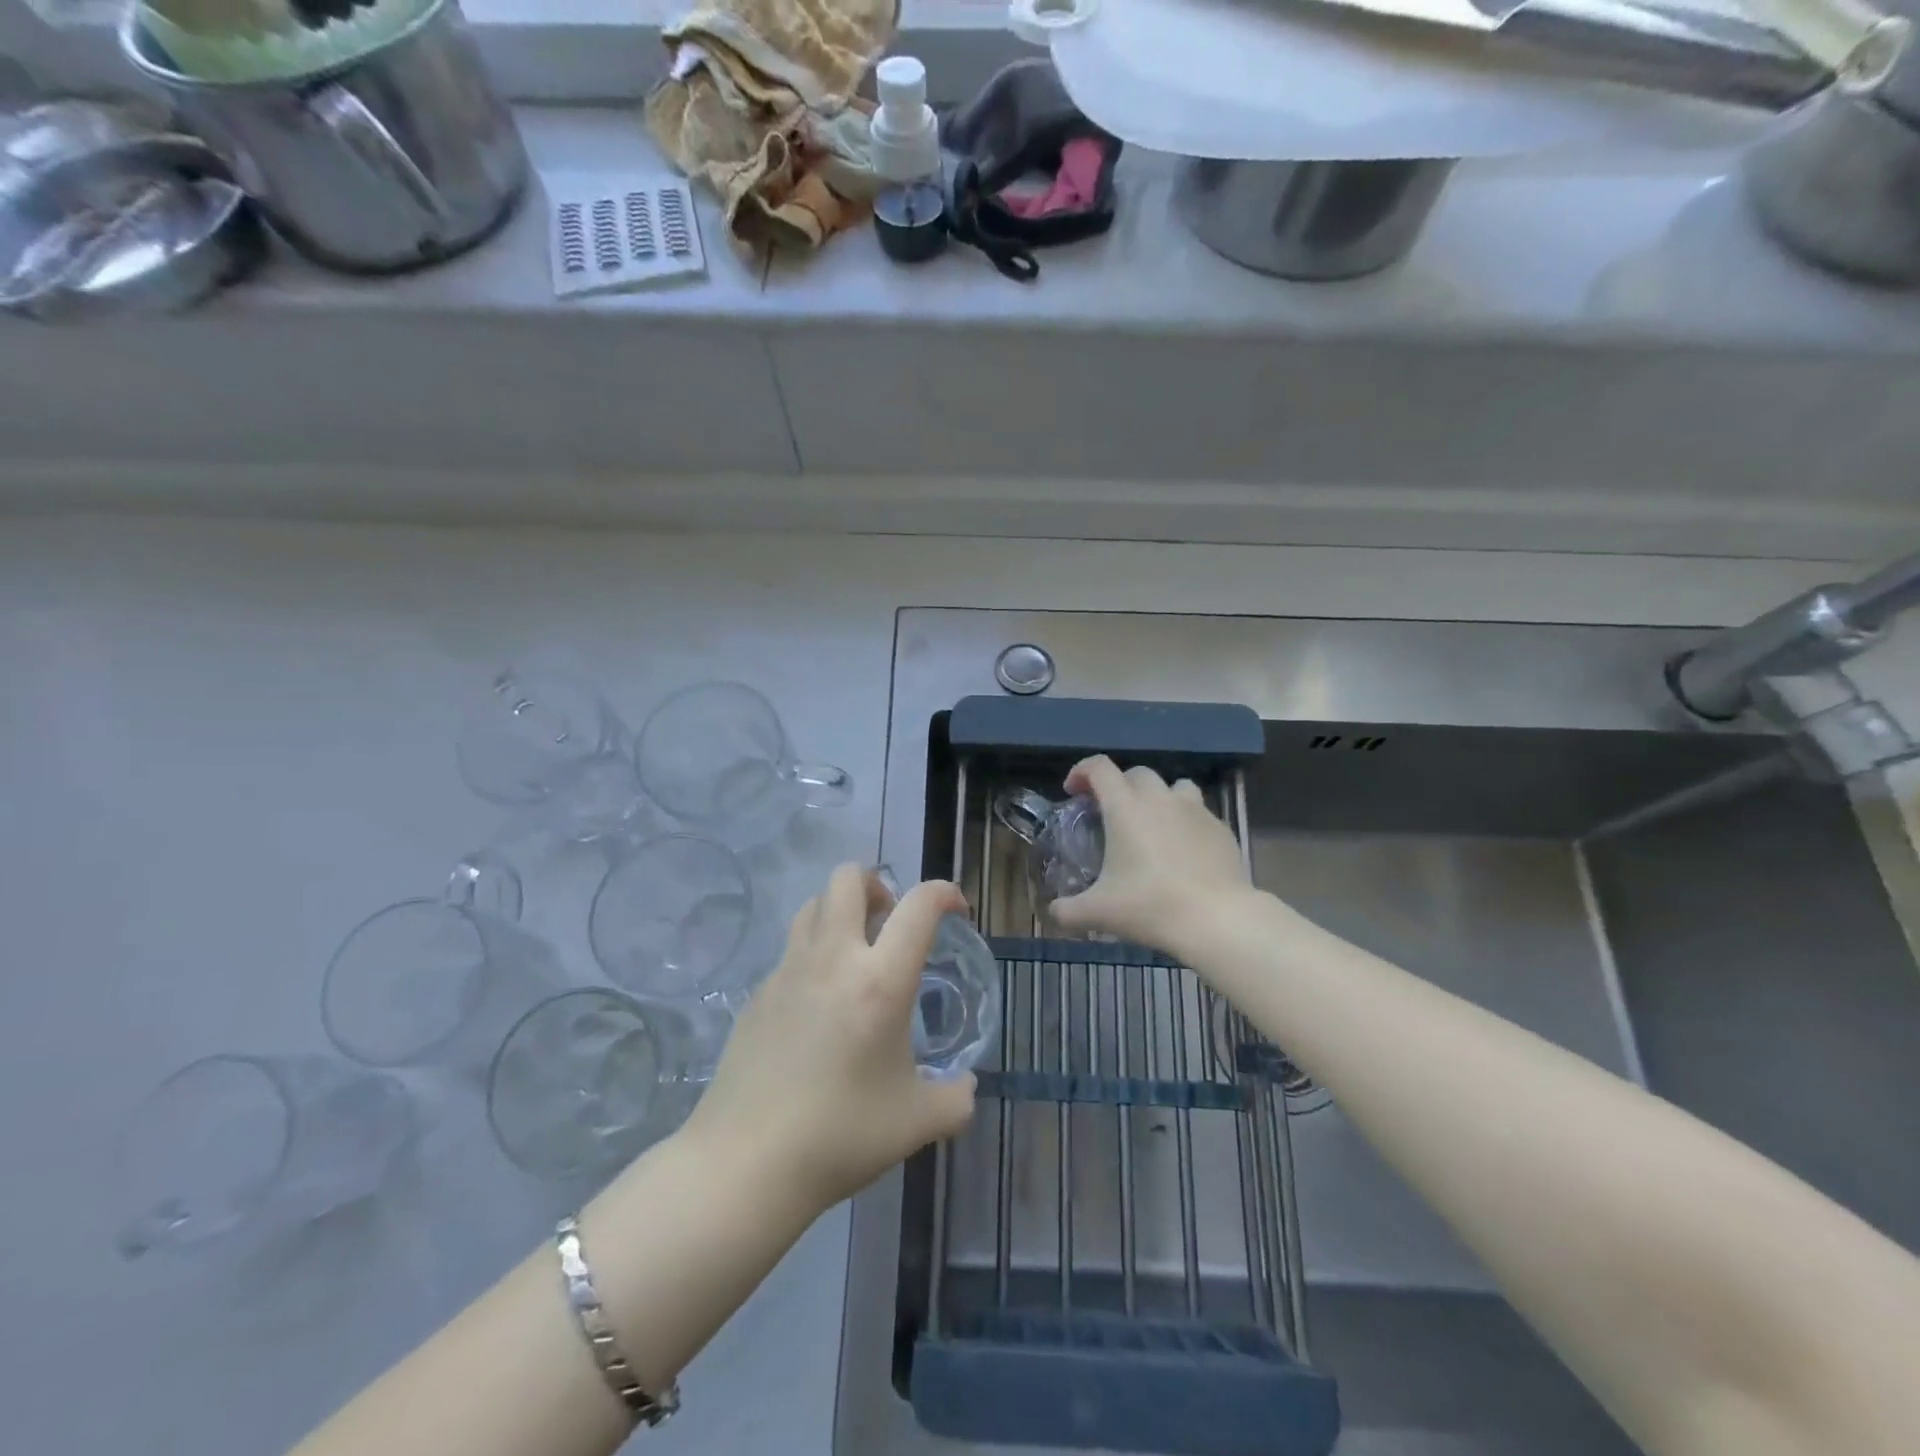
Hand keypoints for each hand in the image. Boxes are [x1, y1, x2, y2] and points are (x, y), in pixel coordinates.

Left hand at [685, 864, 977, 1218]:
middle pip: (848, 878)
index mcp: (880, 981)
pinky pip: (792, 948)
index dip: (944, 892)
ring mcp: (788, 971)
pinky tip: (820, 1002)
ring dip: (841, 910)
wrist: (744, 1163)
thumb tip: (965, 1087)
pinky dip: (814, 951)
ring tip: (856, 951)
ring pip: (813, 904)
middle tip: (891, 920)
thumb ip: (955, 1099)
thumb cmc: (840, 1136)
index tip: (957, 909)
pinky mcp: (758, 992)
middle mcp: (833, 959)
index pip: (918, 906)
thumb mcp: (917, 1122)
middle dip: (877, 883)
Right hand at [1050, 755, 1251, 951]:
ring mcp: (1196, 810)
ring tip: (1152, 825)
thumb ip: (1067, 911)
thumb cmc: (1151, 906)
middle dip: (1119, 786)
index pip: (1099, 767)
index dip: (1081, 771)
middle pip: (1136, 773)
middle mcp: (1160, 798)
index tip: (1073, 791)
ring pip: (1173, 787)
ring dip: (1157, 798)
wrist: (1217, 919)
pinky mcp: (1221, 828)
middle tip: (1110, 815)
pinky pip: (1199, 813)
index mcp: (1125, 807)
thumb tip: (1053, 912)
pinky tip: (1183, 851)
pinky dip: (1185, 822)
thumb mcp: (1099, 912)